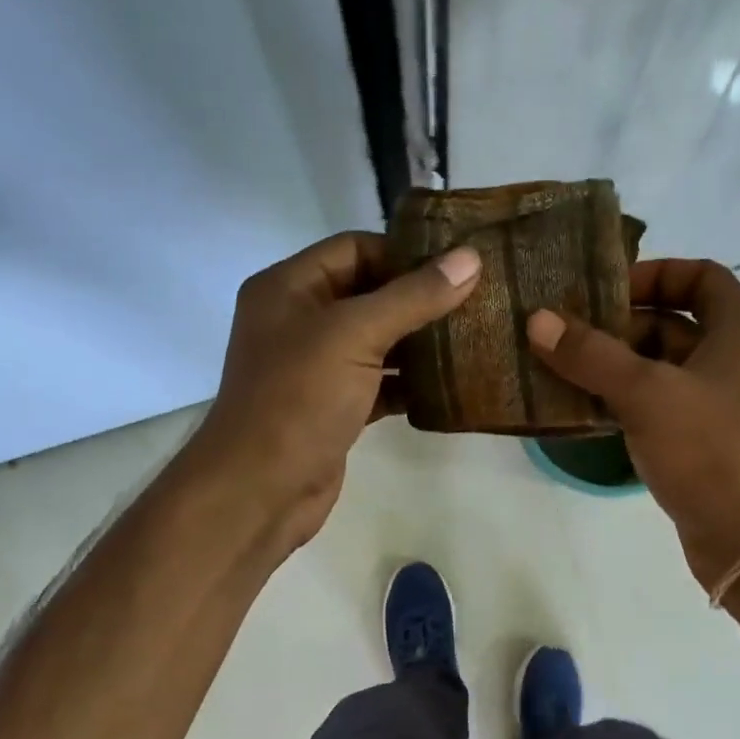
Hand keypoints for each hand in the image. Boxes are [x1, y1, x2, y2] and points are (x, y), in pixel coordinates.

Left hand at [187, 231, 481, 555]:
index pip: (354, 249)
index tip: (458, 267)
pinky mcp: (334, 408)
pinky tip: (448, 387)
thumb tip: (470, 259)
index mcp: (289, 287)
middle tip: (476, 303)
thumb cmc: (299, 399)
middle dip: (419, 300)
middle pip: (368, 295)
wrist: (262, 489)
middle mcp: (299, 321)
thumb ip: (413, 297)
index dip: (405, 254)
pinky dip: (409, 383)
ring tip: (472, 341)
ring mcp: (315, 369)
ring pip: (376, 342)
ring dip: (419, 343)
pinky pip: (378, 383)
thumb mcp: (355, 335)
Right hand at [526, 259, 739, 591]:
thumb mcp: (646, 393)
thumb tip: (538, 320)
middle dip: (619, 328)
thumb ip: (591, 355)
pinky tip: (584, 413)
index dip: (653, 273)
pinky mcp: (706, 446)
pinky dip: (626, 405)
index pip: (700, 276)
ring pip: (662, 372)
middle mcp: (737, 361)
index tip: (603, 290)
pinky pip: (660, 410)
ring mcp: (722, 407)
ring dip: (616, 370)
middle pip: (674, 325)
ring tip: (561, 371)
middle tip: (565, 337)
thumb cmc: (711, 448)